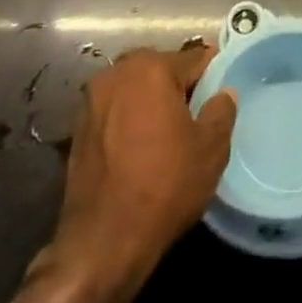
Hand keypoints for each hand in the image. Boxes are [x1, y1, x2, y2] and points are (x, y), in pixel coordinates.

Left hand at [46, 41, 237, 291]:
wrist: (101, 244)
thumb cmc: (163, 187)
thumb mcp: (210, 149)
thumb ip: (222, 110)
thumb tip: (224, 92)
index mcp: (152, 67)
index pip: (194, 58)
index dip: (212, 75)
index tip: (220, 94)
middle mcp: (118, 72)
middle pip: (161, 68)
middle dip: (178, 85)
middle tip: (196, 115)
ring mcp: (93, 99)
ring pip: (135, 88)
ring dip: (151, 101)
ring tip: (167, 133)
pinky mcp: (78, 127)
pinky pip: (115, 110)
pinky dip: (129, 120)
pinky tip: (140, 148)